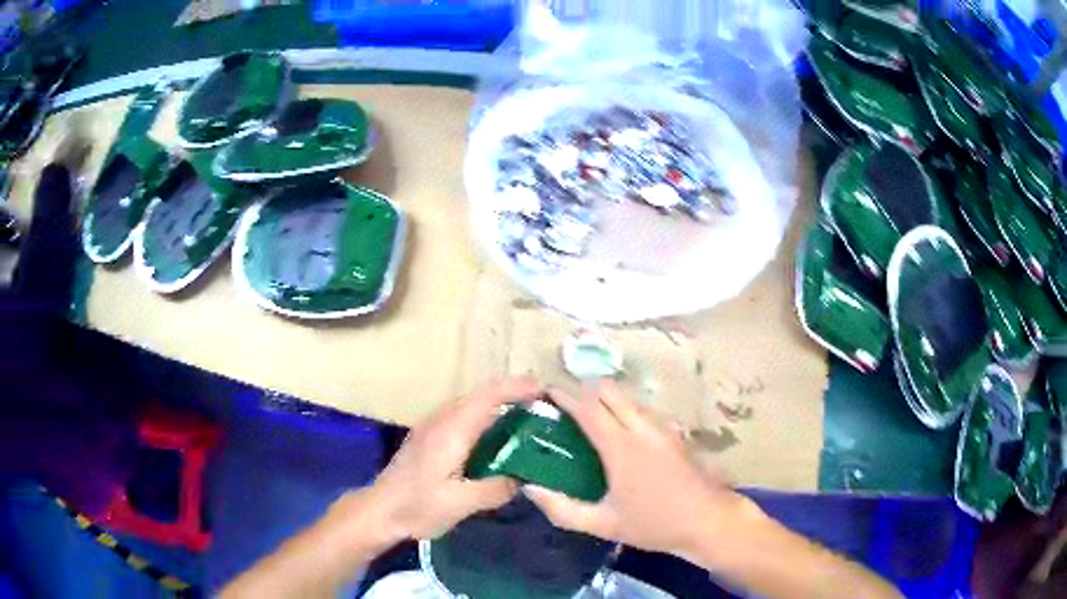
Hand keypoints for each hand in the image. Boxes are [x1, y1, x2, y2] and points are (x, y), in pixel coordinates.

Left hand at [363, 377, 541, 541]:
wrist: (379, 511)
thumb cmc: (417, 506)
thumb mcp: (460, 504)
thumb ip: (495, 489)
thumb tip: (524, 480)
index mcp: (452, 431)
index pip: (488, 397)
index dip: (517, 388)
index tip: (544, 389)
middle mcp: (442, 420)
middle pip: (481, 394)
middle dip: (512, 392)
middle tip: (544, 404)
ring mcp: (433, 427)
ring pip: (471, 403)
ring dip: (499, 402)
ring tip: (527, 416)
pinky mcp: (429, 437)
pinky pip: (464, 415)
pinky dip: (486, 415)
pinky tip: (497, 436)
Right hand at [523, 381, 750, 559]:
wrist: (708, 521)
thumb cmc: (655, 524)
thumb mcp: (604, 524)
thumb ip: (563, 509)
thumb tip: (530, 490)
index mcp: (621, 446)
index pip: (588, 408)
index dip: (565, 396)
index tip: (545, 392)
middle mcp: (642, 428)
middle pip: (610, 391)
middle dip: (585, 390)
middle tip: (565, 407)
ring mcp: (663, 428)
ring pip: (629, 399)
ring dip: (607, 400)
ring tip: (589, 418)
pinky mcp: (675, 434)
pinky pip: (644, 411)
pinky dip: (626, 410)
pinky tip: (622, 433)